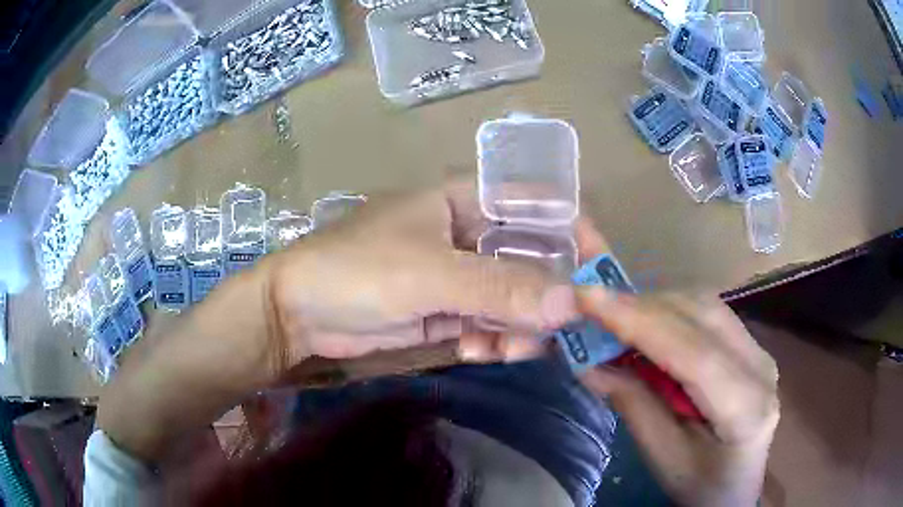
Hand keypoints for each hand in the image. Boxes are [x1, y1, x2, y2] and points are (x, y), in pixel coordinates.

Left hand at [266, 181, 576, 362]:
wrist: (298, 312)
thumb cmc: (357, 271)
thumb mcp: (429, 274)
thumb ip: (499, 287)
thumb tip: (571, 303)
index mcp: (466, 201)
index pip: (538, 207)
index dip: (575, 233)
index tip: (600, 271)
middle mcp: (469, 234)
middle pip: (532, 258)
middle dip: (550, 294)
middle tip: (568, 329)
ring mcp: (458, 276)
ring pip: (512, 297)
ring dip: (521, 324)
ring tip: (518, 347)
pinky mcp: (446, 311)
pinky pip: (488, 324)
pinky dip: (495, 340)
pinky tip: (489, 352)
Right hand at [575, 224, 778, 506]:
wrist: (736, 487)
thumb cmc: (699, 486)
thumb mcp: (664, 459)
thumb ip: (634, 407)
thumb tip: (589, 364)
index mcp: (747, 409)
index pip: (695, 354)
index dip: (642, 323)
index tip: (589, 300)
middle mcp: (761, 367)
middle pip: (702, 317)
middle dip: (644, 307)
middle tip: (592, 308)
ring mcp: (760, 351)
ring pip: (705, 306)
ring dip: (656, 305)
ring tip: (614, 317)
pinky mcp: (751, 346)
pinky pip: (708, 314)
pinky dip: (671, 312)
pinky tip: (646, 324)